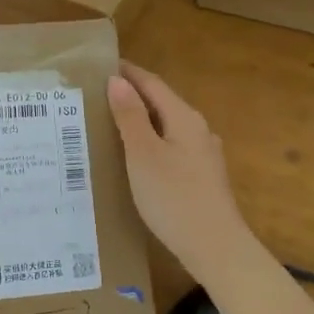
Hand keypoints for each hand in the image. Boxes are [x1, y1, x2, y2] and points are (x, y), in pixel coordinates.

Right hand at [106, 62, 251, 267]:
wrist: (216, 248)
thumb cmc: (174, 198)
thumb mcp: (143, 155)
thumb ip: (130, 116)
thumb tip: (117, 81)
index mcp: (185, 118)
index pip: (153, 84)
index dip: (128, 73)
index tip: (102, 65)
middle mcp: (198, 130)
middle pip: (161, 103)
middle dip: (132, 96)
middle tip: (97, 95)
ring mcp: (203, 155)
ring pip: (167, 127)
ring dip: (140, 121)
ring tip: (110, 124)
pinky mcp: (202, 178)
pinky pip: (171, 148)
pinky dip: (150, 143)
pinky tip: (135, 158)